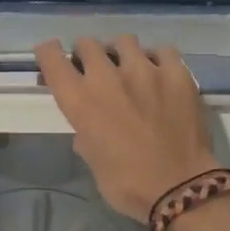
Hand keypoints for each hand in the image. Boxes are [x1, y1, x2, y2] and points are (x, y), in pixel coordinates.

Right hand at [34, 36, 222, 220]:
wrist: (181, 189)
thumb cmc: (128, 185)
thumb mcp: (93, 162)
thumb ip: (85, 136)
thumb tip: (87, 129)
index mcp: (80, 101)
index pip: (52, 58)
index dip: (49, 53)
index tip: (53, 57)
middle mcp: (107, 77)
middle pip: (87, 43)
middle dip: (86, 54)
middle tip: (95, 70)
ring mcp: (144, 70)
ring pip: (124, 41)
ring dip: (121, 53)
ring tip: (130, 69)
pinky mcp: (176, 72)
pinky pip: (162, 50)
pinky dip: (157, 59)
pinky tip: (160, 73)